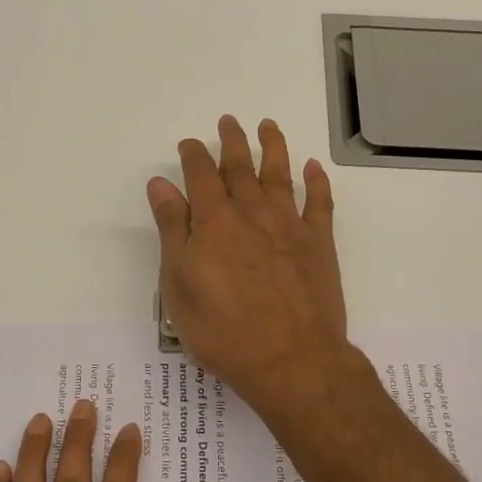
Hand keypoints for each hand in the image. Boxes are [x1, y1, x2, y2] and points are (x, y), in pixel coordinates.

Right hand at [147, 116, 348, 412]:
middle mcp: (252, 213)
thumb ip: (172, 230)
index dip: (194, 155)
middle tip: (228, 121)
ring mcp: (289, 226)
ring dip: (273, 147)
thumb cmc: (223, 329)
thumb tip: (161, 185)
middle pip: (241, 167)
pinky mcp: (319, 244)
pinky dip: (317, 182)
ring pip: (280, 175)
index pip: (201, 175)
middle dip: (232, 141)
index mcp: (215, 222)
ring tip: (268, 127)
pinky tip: (314, 168)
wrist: (290, 359)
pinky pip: (319, 203)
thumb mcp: (179, 284)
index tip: (190, 144)